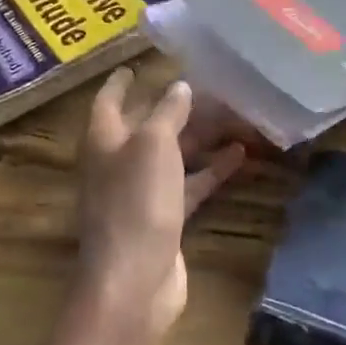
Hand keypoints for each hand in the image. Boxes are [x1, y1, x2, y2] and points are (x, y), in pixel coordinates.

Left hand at [73, 70, 246, 344]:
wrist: (134, 280)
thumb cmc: (136, 202)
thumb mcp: (153, 145)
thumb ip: (167, 112)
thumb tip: (180, 87)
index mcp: (105, 139)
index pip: (110, 100)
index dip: (122, 82)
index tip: (135, 65)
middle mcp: (119, 162)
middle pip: (148, 126)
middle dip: (177, 107)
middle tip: (212, 87)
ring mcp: (141, 192)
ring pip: (174, 155)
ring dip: (201, 138)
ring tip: (236, 116)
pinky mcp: (164, 218)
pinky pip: (189, 184)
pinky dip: (211, 170)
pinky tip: (240, 156)